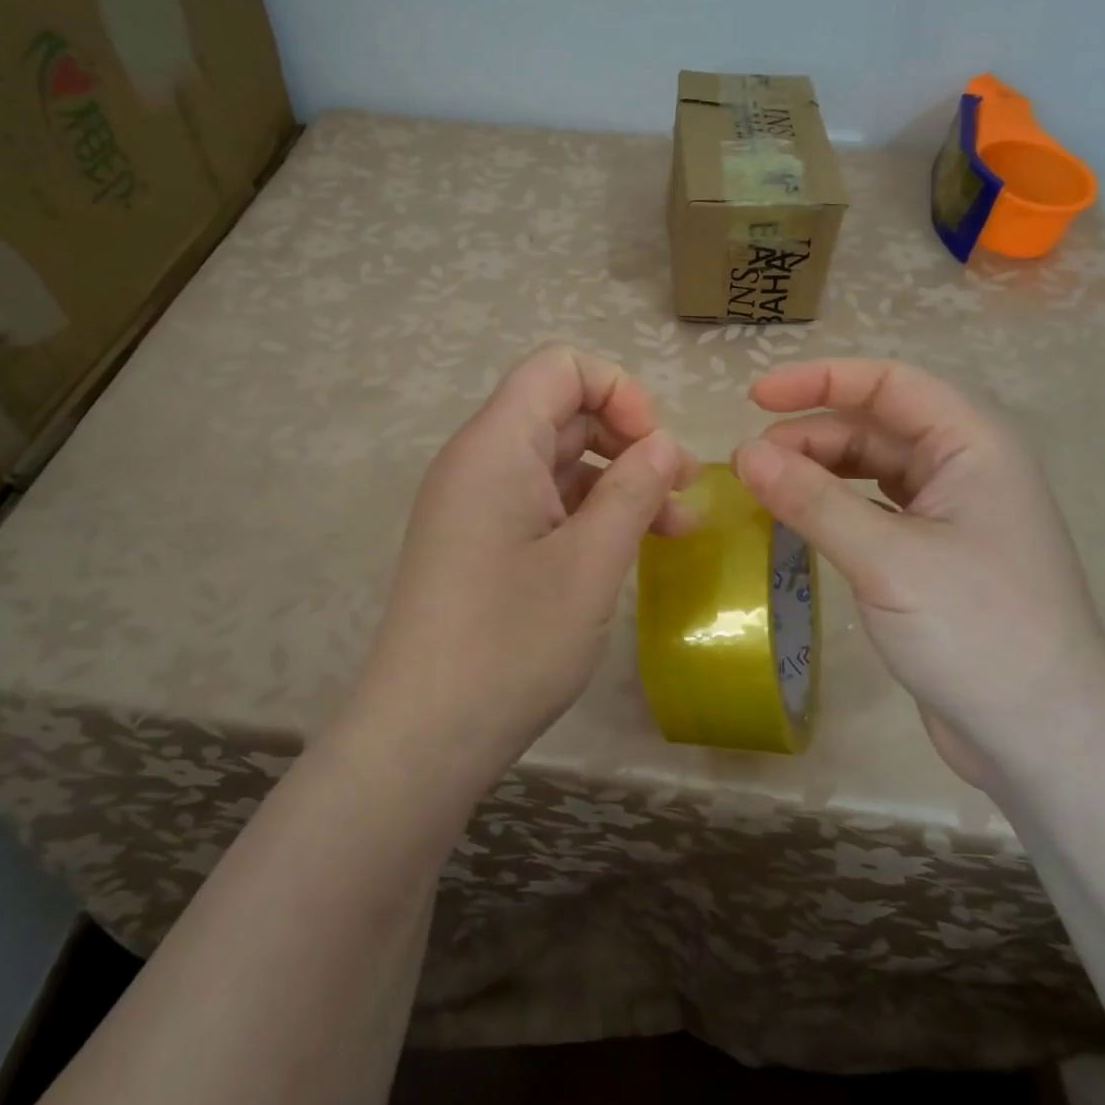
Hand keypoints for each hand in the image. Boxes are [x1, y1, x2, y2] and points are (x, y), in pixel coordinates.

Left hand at [349, 345, 698, 791]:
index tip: (655, 448)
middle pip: (562, 412)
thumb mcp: (591, 563)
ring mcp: (476, 503)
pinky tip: (628, 549)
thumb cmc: (511, 642)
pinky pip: (541, 502)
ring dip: (617, 483)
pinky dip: (588, 513)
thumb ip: (634, 490)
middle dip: (629, 440)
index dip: (619, 391)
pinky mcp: (479, 541)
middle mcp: (479, 461)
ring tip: (674, 529)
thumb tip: (664, 445)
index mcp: (496, 446)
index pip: (560, 368)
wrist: (422, 736)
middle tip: (682, 491)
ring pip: (557, 462)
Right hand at [731, 358, 1104, 788]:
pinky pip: (872, 511)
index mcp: (973, 446)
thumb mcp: (887, 559)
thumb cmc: (979, 632)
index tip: (755, 397)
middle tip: (747, 463)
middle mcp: (964, 469)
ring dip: (817, 471)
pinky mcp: (931, 557)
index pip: (889, 384)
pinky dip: (831, 508)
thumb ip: (813, 500)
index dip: (820, 380)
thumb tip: (744, 453)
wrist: (1044, 739)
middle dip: (810, 434)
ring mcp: (950, 516)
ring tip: (762, 488)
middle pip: (875, 427)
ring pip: (870, 470)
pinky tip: (797, 521)